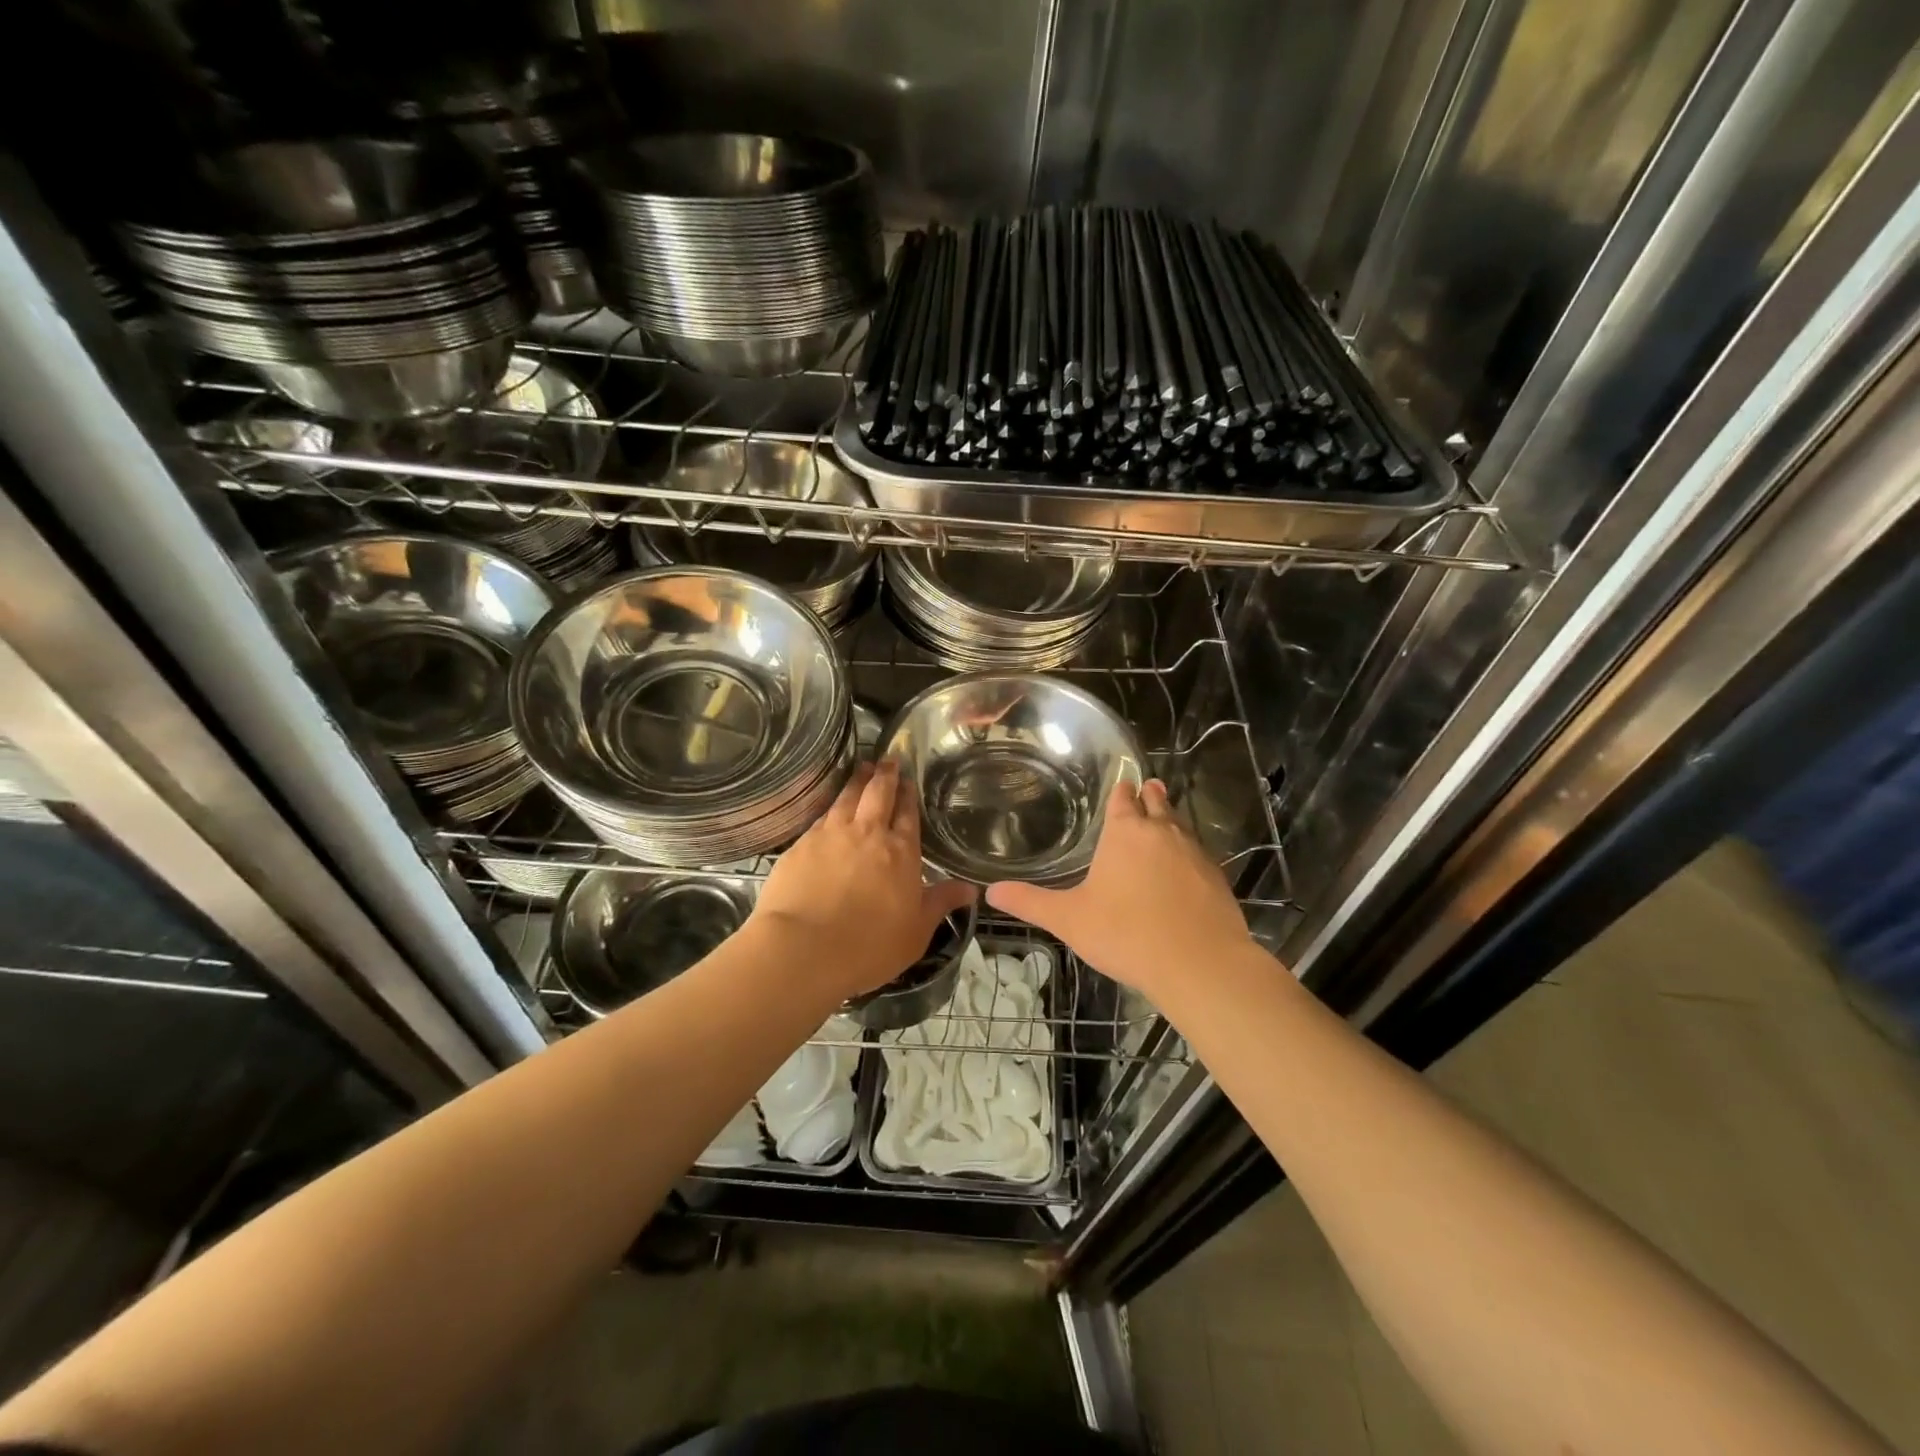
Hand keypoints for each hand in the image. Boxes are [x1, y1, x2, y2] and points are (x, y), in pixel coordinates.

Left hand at [751, 760, 977, 1000]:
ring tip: (862, 767)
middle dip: (885, 775)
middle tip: (887, 760)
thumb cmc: (869, 945)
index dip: (909, 795)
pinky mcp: (801, 845)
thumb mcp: (916, 931)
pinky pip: (821, 816)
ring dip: (857, 781)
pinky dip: (831, 804)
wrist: (803, 948)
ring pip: (847, 798)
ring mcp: (831, 835)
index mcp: (900, 852)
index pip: (908, 815)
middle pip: (878, 795)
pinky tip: (831, 806)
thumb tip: (971, 888)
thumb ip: (940, 903)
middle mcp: (867, 834)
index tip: (908, 778)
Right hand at [986, 779, 1249, 1001]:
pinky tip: (1185, 867)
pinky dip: (1189, 853)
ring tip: (1164, 819)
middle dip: (1150, 796)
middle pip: (1157, 803)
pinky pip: (1199, 854)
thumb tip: (990, 892)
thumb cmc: (1126, 934)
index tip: (1121, 785)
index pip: (1122, 798)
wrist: (1199, 964)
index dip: (1120, 791)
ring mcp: (1194, 853)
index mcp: (1125, 832)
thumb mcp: (1069, 919)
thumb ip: (1030, 903)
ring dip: (1171, 820)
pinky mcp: (1217, 878)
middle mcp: (1162, 832)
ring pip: (1181, 826)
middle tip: (1147, 788)